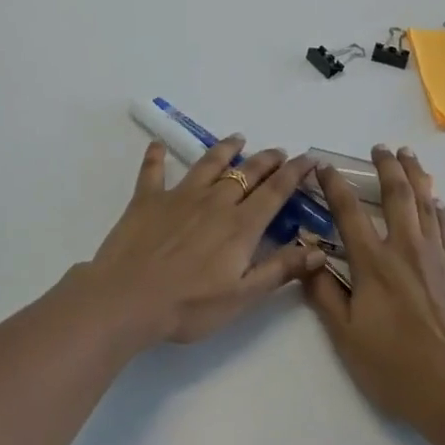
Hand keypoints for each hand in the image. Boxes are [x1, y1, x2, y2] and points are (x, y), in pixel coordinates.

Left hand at [79, 136, 325, 346]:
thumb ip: (280, 269)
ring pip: (208, 164)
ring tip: (237, 138)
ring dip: (225, 149)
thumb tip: (318, 250)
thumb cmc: (189, 305)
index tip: (309, 159)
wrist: (127, 299)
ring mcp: (179, 197)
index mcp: (240, 225)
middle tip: (278, 152)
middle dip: (266, 160)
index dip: (294, 173)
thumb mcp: (243, 296)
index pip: (275, 192)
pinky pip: (153, 172)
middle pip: (246, 173)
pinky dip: (155, 157)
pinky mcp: (147, 200)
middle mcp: (214, 202)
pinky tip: (156, 145)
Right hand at [303, 146, 444, 434]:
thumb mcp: (347, 337)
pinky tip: (435, 200)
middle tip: (380, 147)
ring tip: (409, 155)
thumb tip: (305, 261)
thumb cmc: (396, 367)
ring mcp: (436, 257)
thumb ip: (324, 295)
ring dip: (415, 175)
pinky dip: (436, 207)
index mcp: (374, 263)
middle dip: (386, 166)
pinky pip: (444, 227)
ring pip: (425, 202)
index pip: (349, 211)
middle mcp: (406, 249)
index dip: (334, 185)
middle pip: (397, 194)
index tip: (324, 166)